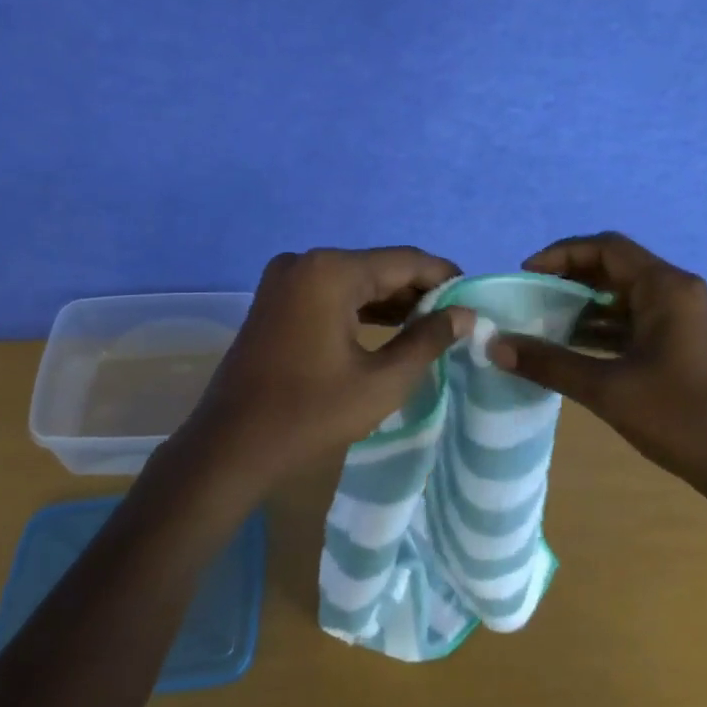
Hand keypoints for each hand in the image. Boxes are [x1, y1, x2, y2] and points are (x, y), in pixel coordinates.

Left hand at [171, 247, 473, 495]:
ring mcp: (284, 279)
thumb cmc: (311, 414)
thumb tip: (463, 314)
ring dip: (389, 300)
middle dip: (417, 291)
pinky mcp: (274, 299)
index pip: (405, 261)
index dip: (444, 277)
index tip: (475, 296)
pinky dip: (359, 307)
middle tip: (455, 317)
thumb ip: (427, 340)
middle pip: (378, 267)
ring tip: (429, 325)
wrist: (231, 445)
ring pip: (353, 280)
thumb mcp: (382, 381)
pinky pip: (328, 292)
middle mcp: (305, 261)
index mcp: (331, 271)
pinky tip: (387, 328)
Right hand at [487, 232, 706, 522]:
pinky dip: (601, 328)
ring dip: (582, 305)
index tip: (524, 275)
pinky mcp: (680, 343)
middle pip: (614, 267)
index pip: (606, 248)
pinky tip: (570, 347)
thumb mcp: (607, 389)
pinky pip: (633, 321)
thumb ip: (549, 362)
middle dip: (568, 279)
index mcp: (666, 288)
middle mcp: (677, 292)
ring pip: (622, 296)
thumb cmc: (681, 419)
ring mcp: (681, 318)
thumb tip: (495, 345)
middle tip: (527, 298)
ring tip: (539, 322)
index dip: (560, 254)